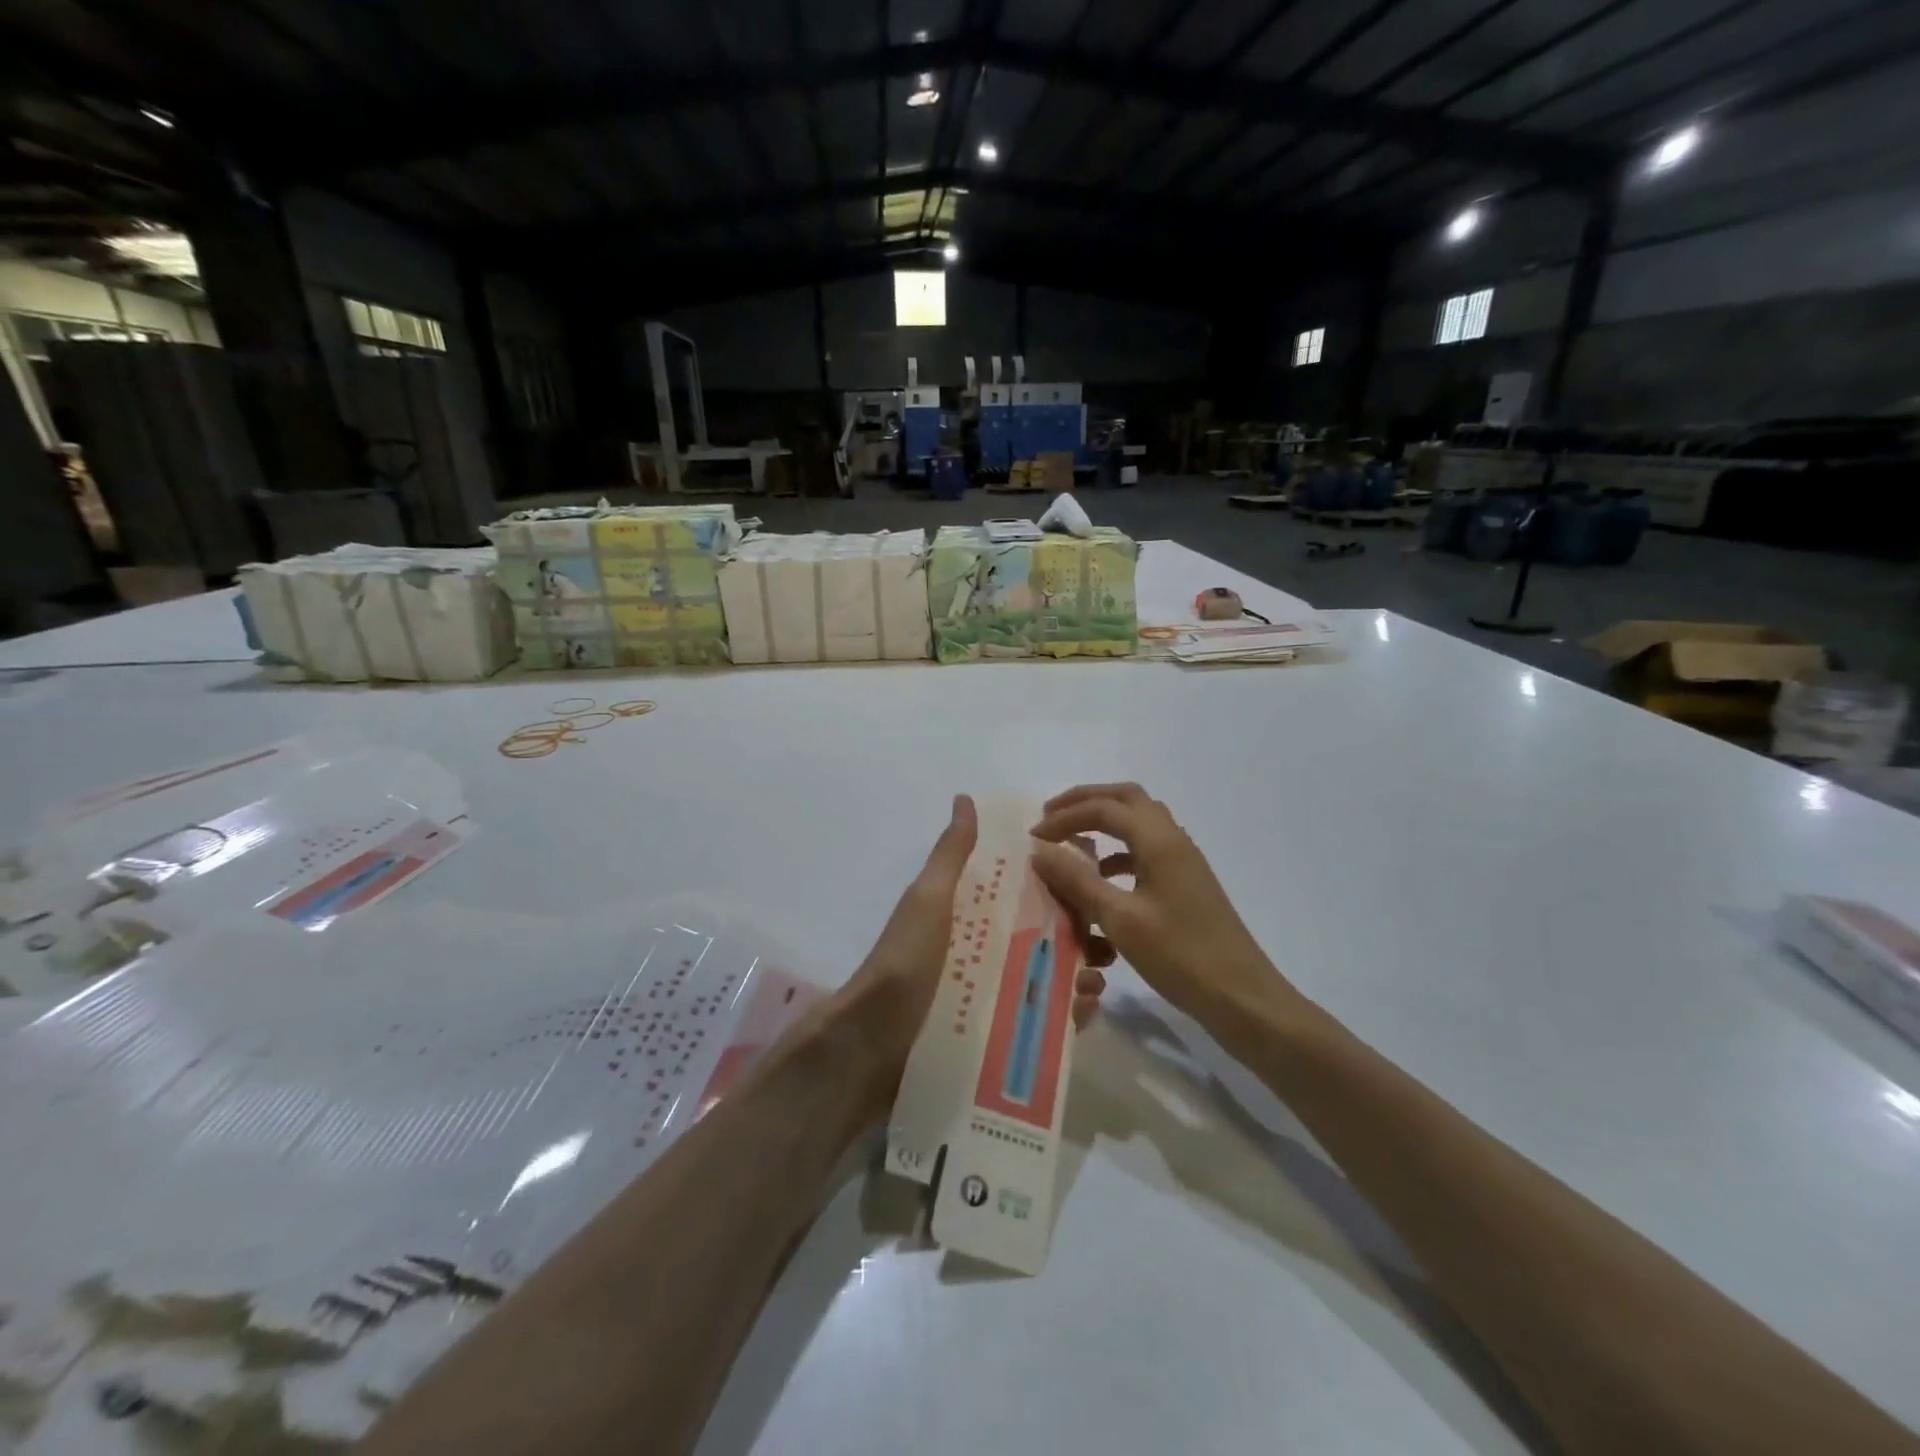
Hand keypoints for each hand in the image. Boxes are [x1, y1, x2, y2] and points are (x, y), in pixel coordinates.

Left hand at [842, 795, 1104, 1096]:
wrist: (872, 1041)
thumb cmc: (905, 959)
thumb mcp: (929, 899)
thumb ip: (951, 853)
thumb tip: (965, 798)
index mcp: (973, 913)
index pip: (1027, 891)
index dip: (1062, 885)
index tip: (1095, 883)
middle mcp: (986, 948)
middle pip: (1046, 935)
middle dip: (1081, 935)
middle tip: (1106, 944)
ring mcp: (993, 992)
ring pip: (1050, 977)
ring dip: (1080, 974)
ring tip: (1097, 981)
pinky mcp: (998, 1034)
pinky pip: (1042, 1020)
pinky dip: (1067, 1014)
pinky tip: (1082, 1011)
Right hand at [1029, 783, 1303, 1028]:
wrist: (1242, 997)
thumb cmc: (1180, 956)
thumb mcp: (1119, 919)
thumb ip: (1077, 880)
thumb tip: (1040, 850)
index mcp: (1159, 841)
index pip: (1104, 808)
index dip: (1064, 817)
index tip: (1033, 837)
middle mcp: (1174, 840)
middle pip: (1127, 799)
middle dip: (1086, 802)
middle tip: (1052, 817)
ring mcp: (1184, 862)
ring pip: (1140, 822)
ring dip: (1105, 823)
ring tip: (1072, 844)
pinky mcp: (1187, 884)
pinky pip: (1147, 850)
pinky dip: (1119, 852)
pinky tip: (1103, 879)